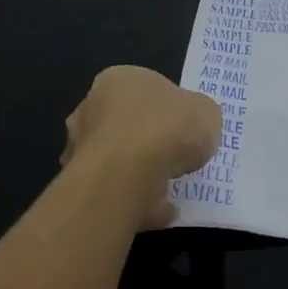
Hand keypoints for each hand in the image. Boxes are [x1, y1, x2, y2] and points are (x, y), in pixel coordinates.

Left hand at [62, 67, 221, 228]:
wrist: (128, 174)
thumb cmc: (167, 128)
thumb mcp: (206, 112)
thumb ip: (199, 115)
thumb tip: (194, 124)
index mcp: (120, 79)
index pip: (146, 89)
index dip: (170, 108)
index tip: (186, 128)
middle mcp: (92, 107)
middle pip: (127, 123)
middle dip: (149, 140)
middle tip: (176, 157)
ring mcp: (81, 146)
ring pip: (118, 158)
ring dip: (140, 172)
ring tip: (171, 188)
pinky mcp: (82, 183)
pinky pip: (116, 190)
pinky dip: (137, 199)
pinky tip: (160, 209)